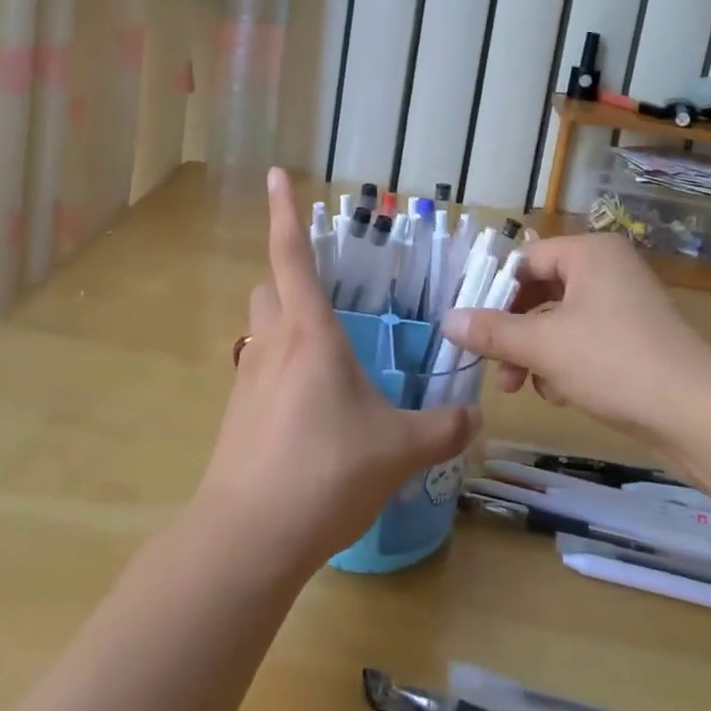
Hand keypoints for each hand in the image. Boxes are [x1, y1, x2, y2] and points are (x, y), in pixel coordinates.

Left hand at [192, 169, 480, 574]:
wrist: (249, 536)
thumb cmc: (326, 471)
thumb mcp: (398, 450)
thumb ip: (441, 429)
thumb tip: (473, 418)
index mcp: (309, 331)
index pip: (292, 253)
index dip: (284, 210)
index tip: (275, 174)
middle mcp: (272, 342)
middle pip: (270, 286)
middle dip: (291, 277)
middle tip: (328, 294)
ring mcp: (248, 378)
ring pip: (262, 327)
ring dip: (286, 325)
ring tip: (326, 355)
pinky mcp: (237, 413)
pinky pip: (260, 370)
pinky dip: (282, 370)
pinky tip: (310, 411)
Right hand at [442, 233, 710, 462]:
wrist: (702, 417)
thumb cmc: (615, 363)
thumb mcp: (544, 347)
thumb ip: (492, 332)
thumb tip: (446, 320)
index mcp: (589, 254)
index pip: (524, 262)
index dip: (493, 294)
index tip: (470, 327)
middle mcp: (607, 269)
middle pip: (540, 293)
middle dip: (514, 333)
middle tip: (494, 367)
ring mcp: (625, 304)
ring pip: (559, 322)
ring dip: (537, 354)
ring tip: (527, 389)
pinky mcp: (636, 339)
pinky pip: (584, 341)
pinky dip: (566, 364)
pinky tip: (564, 395)